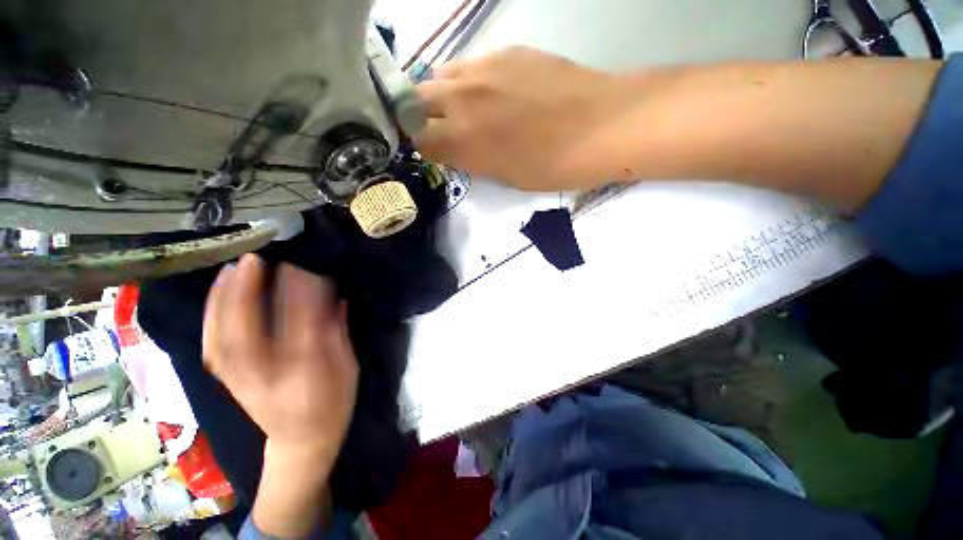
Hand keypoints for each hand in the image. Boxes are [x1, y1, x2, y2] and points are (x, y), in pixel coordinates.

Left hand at [203, 254, 358, 465]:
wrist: (300, 444)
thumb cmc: (333, 404)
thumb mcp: (348, 367)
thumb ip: (338, 330)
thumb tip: (334, 295)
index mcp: (303, 372)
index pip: (299, 324)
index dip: (296, 294)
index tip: (300, 267)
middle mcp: (264, 374)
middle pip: (246, 328)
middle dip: (247, 290)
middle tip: (254, 259)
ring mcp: (238, 377)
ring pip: (220, 333)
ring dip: (223, 297)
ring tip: (232, 269)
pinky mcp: (227, 377)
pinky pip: (211, 341)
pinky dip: (212, 314)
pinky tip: (219, 294)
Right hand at [414, 46, 639, 190]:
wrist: (599, 127)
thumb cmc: (552, 166)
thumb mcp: (505, 177)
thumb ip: (473, 160)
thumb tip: (456, 149)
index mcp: (463, 141)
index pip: (418, 139)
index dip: (420, 146)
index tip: (429, 150)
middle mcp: (462, 100)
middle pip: (416, 102)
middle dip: (421, 117)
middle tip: (439, 128)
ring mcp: (482, 69)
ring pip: (440, 77)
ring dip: (442, 95)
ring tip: (463, 108)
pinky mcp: (506, 51)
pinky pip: (470, 64)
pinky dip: (468, 81)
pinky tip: (490, 92)